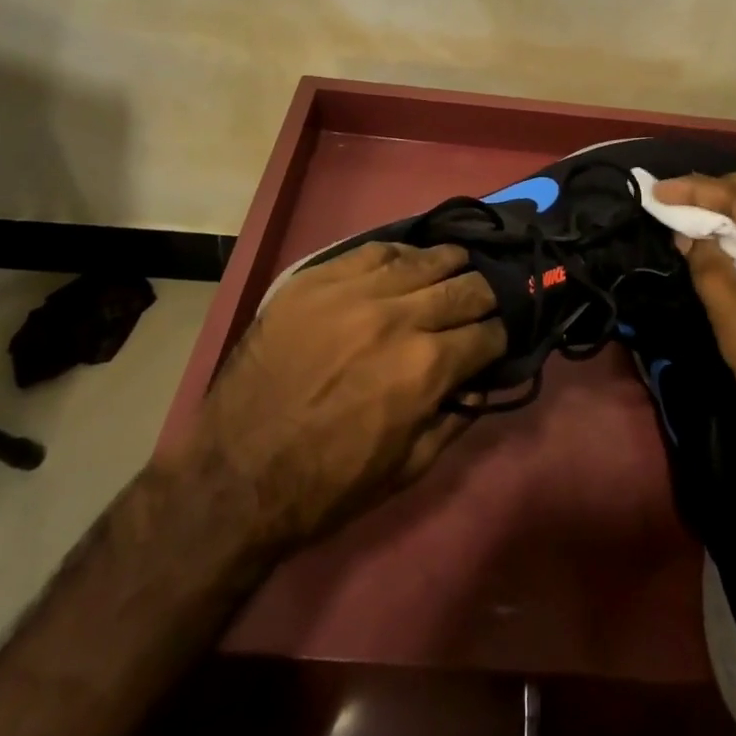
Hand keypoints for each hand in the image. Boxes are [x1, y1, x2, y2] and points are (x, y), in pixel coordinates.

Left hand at [161, 242, 506, 549]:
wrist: (235, 475)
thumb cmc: (326, 485)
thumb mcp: (406, 470)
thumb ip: (454, 421)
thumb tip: (482, 383)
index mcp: (426, 369)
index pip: (487, 334)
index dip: (500, 336)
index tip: (498, 338)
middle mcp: (399, 319)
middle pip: (464, 287)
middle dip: (484, 296)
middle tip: (483, 302)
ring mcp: (355, 292)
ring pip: (424, 259)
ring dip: (449, 265)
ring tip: (456, 267)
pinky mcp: (317, 279)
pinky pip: (373, 250)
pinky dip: (400, 254)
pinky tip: (408, 259)